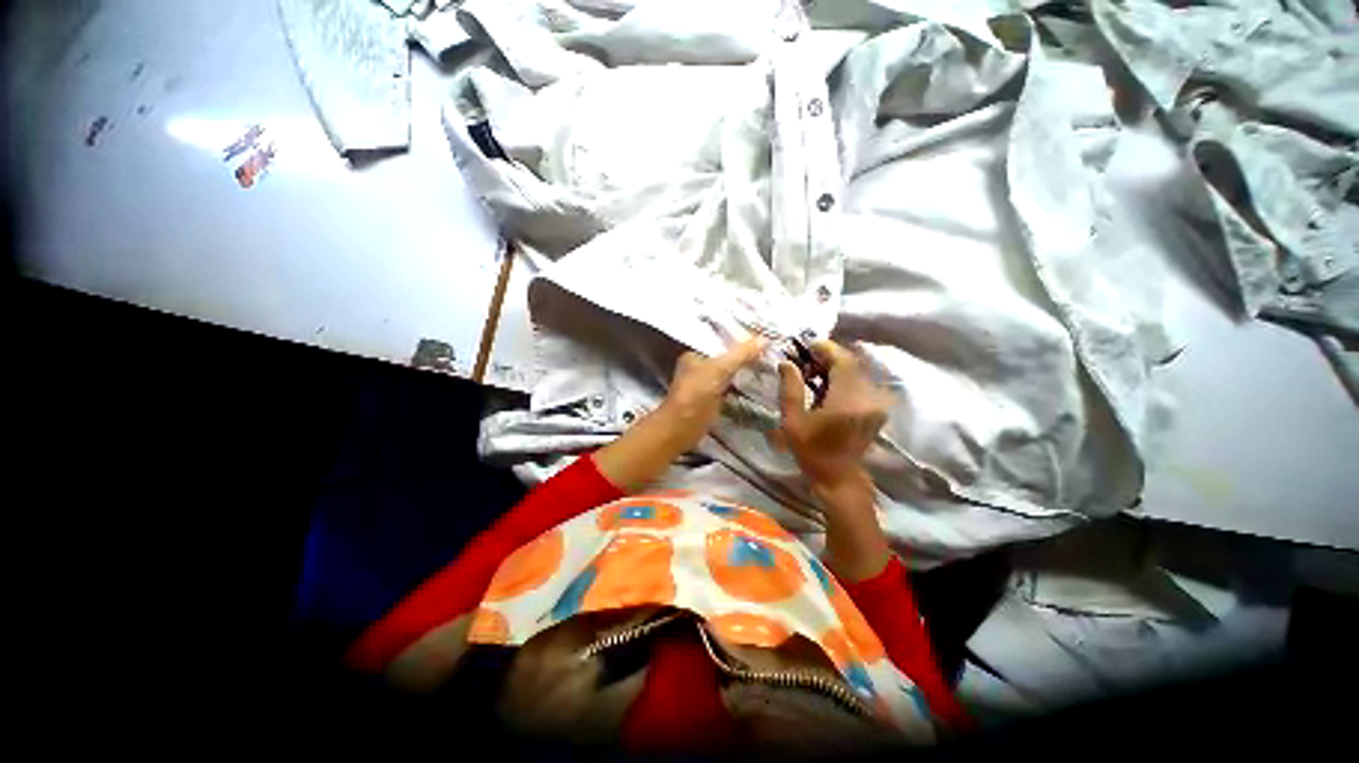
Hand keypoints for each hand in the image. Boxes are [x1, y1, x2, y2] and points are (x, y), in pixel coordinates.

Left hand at [658, 337, 767, 452]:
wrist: (683, 427)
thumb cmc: (696, 393)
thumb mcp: (720, 369)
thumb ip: (741, 354)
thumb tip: (765, 339)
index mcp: (694, 354)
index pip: (720, 340)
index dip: (738, 338)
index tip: (761, 336)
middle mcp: (699, 367)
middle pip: (726, 357)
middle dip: (745, 355)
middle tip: (770, 351)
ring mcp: (706, 385)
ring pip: (730, 373)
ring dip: (746, 371)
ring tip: (769, 365)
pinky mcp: (713, 401)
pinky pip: (732, 388)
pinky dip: (744, 386)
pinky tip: (760, 384)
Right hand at [774, 340, 891, 491]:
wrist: (839, 477)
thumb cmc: (812, 451)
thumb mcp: (793, 421)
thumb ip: (790, 389)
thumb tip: (786, 363)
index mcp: (846, 400)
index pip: (842, 361)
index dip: (826, 348)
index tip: (807, 345)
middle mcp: (866, 397)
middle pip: (851, 363)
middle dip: (829, 356)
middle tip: (807, 357)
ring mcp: (875, 403)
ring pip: (857, 371)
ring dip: (836, 366)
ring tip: (814, 369)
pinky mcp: (876, 408)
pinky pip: (861, 382)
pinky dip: (844, 377)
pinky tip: (828, 383)